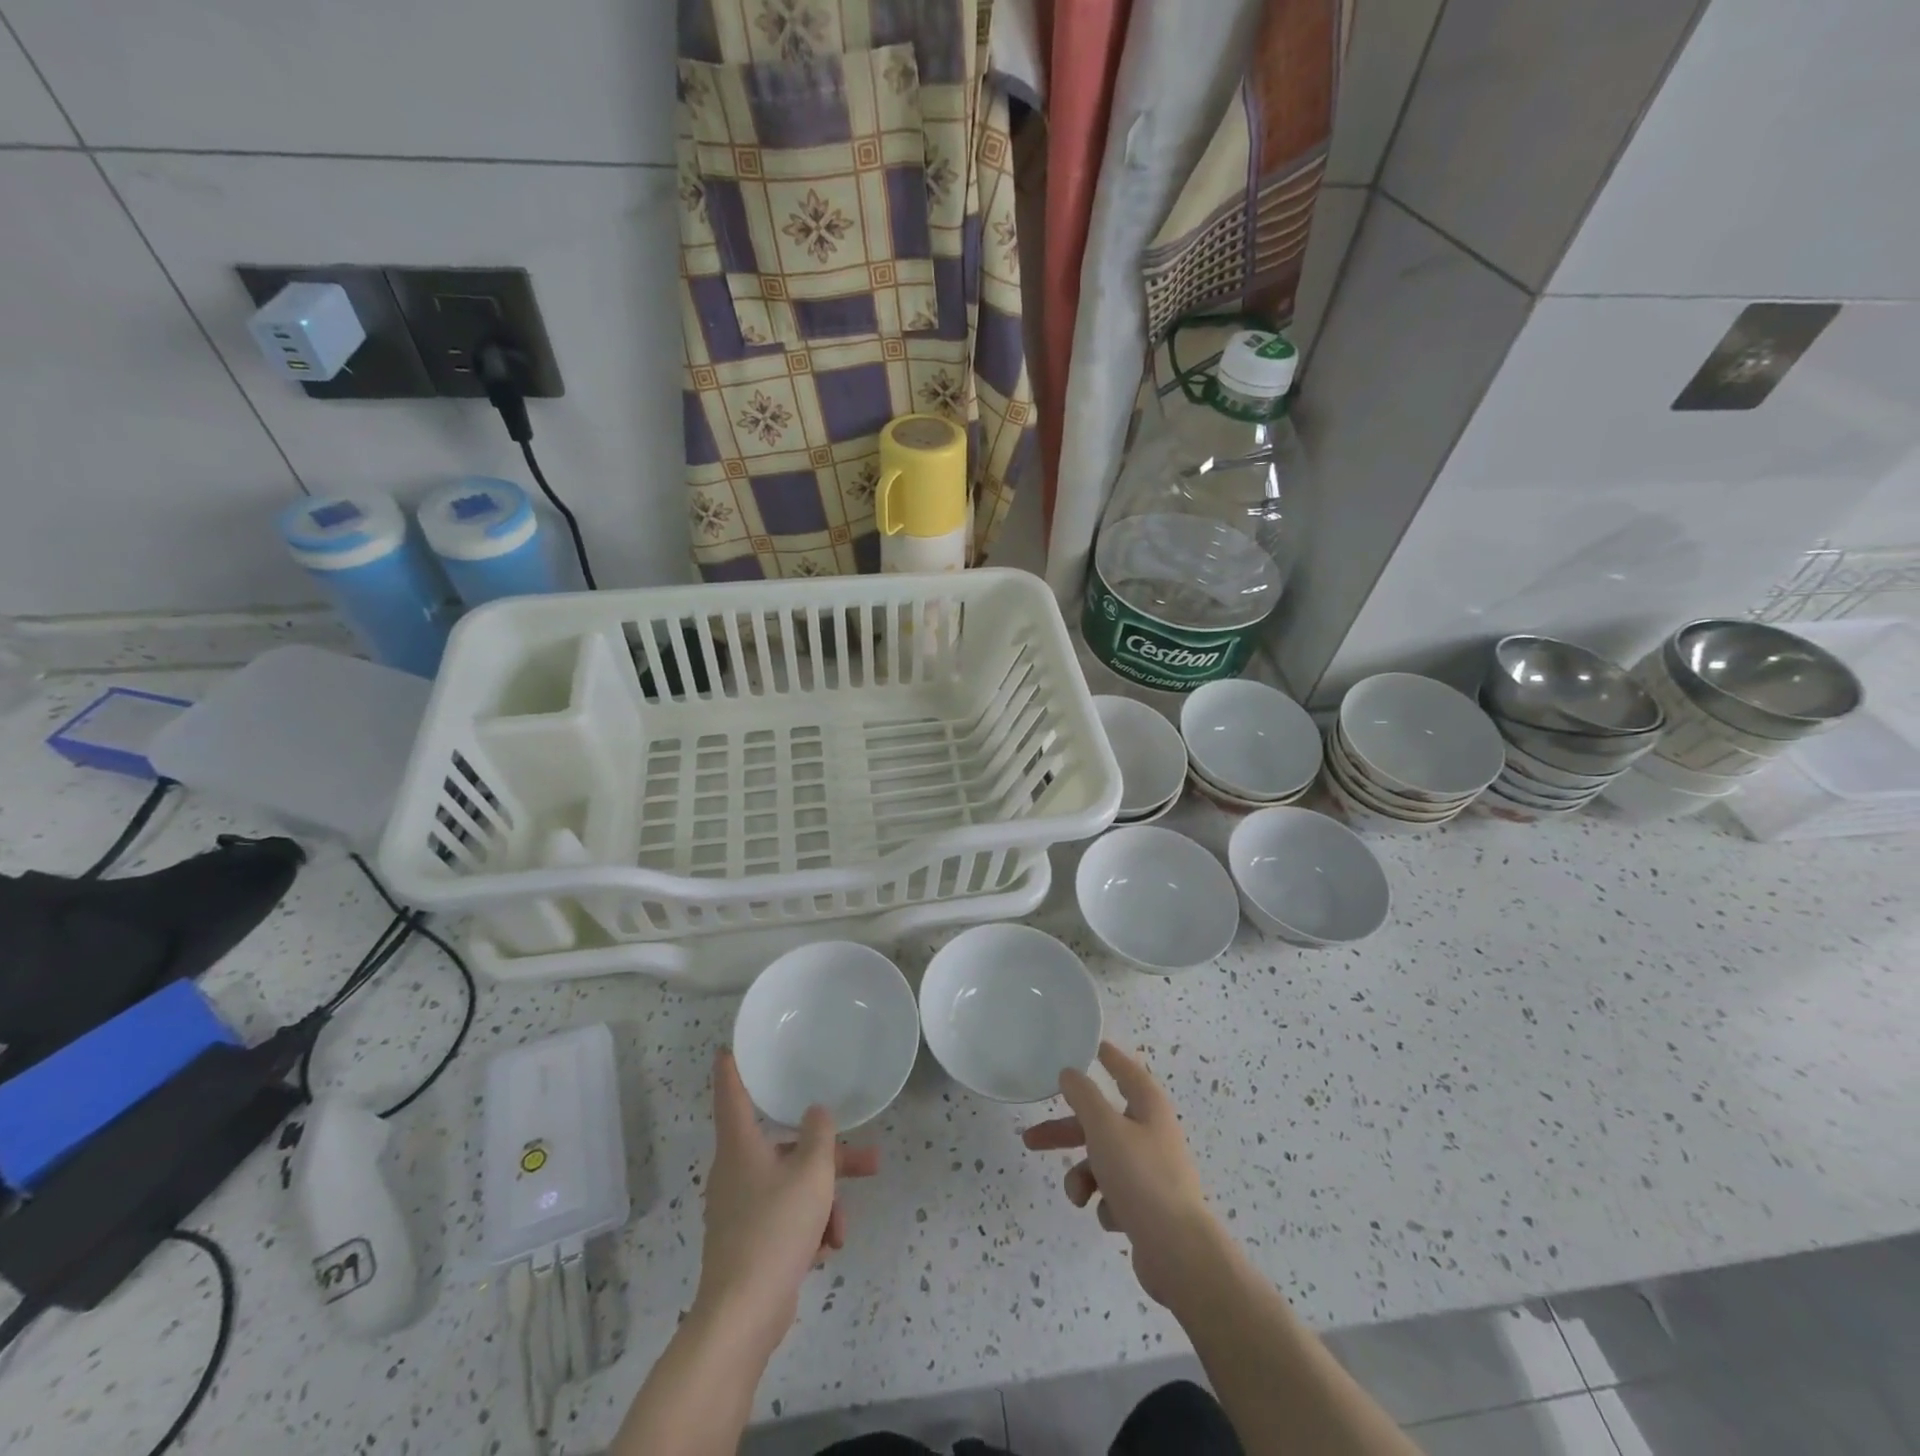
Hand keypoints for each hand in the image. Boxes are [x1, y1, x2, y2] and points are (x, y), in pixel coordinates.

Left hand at [694, 1049, 878, 1352]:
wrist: (743, 1315)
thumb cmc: (776, 1227)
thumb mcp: (811, 1172)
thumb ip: (820, 1135)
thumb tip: (815, 1113)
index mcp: (740, 1146)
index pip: (732, 1094)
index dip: (732, 1069)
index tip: (729, 1048)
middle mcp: (735, 1171)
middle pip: (784, 1147)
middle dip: (828, 1156)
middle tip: (868, 1158)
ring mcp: (739, 1209)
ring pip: (791, 1186)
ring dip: (823, 1200)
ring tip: (844, 1228)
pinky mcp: (748, 1243)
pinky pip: (785, 1218)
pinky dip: (807, 1227)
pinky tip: (826, 1249)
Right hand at [1022, 1042, 1223, 1308]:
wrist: (1177, 1252)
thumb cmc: (1140, 1177)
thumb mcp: (1104, 1129)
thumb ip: (1083, 1097)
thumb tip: (1071, 1073)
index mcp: (1149, 1108)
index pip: (1127, 1072)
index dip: (1110, 1059)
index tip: (1094, 1048)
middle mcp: (1152, 1135)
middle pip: (1102, 1123)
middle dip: (1066, 1132)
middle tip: (1031, 1139)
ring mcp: (1152, 1173)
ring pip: (1103, 1162)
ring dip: (1084, 1177)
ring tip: (1078, 1197)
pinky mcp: (1149, 1208)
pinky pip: (1115, 1195)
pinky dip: (1106, 1204)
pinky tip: (1112, 1218)